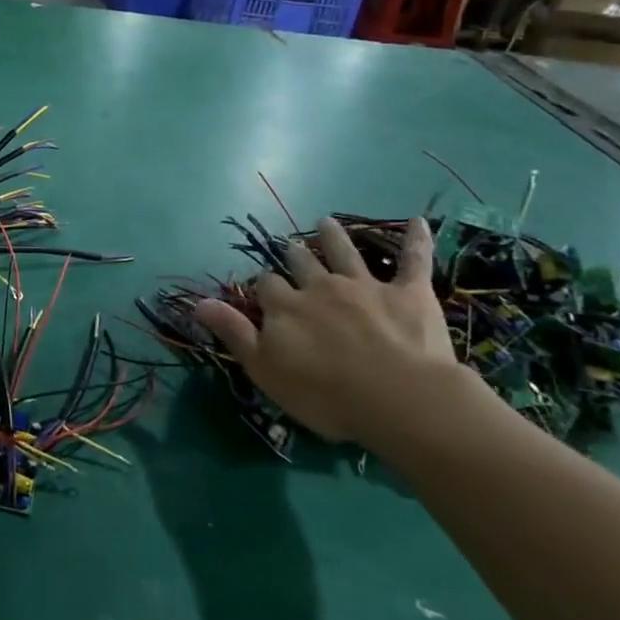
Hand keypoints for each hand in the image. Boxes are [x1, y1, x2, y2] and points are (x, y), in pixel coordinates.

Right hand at [193, 217, 471, 449]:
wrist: (398, 398)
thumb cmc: (324, 393)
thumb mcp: (265, 369)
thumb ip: (233, 332)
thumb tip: (198, 302)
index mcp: (285, 306)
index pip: (267, 285)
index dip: (265, 286)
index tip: (265, 290)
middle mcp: (320, 286)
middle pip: (302, 262)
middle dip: (295, 254)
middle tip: (292, 246)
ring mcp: (364, 285)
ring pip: (344, 252)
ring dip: (334, 236)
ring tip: (326, 222)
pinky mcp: (408, 292)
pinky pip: (413, 259)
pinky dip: (417, 239)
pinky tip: (421, 221)